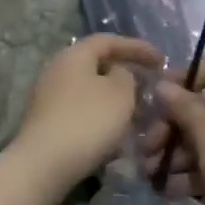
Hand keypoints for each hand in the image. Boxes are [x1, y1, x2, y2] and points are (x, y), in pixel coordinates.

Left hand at [11, 35, 161, 190]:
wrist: (44, 164)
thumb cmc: (87, 121)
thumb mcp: (120, 93)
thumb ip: (127, 75)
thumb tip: (118, 73)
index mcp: (73, 55)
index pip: (108, 41)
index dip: (136, 47)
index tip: (161, 60)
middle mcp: (56, 70)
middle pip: (96, 65)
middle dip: (125, 75)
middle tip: (149, 87)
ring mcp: (48, 97)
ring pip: (90, 91)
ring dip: (114, 100)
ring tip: (137, 114)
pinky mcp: (47, 122)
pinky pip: (81, 111)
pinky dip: (101, 117)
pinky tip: (115, 134)